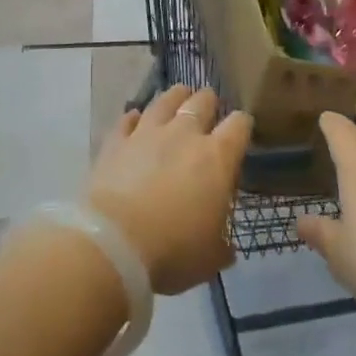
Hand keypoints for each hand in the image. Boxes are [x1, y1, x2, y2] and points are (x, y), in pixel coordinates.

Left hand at [88, 84, 251, 294]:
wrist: (112, 244)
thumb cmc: (173, 250)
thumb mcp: (209, 258)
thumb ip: (221, 245)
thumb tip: (226, 247)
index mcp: (217, 157)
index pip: (240, 124)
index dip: (243, 125)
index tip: (241, 132)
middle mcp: (185, 134)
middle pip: (203, 101)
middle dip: (209, 102)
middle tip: (209, 110)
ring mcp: (147, 133)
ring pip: (165, 100)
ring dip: (175, 97)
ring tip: (179, 97)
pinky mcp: (115, 142)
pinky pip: (127, 119)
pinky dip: (134, 118)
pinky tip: (135, 119)